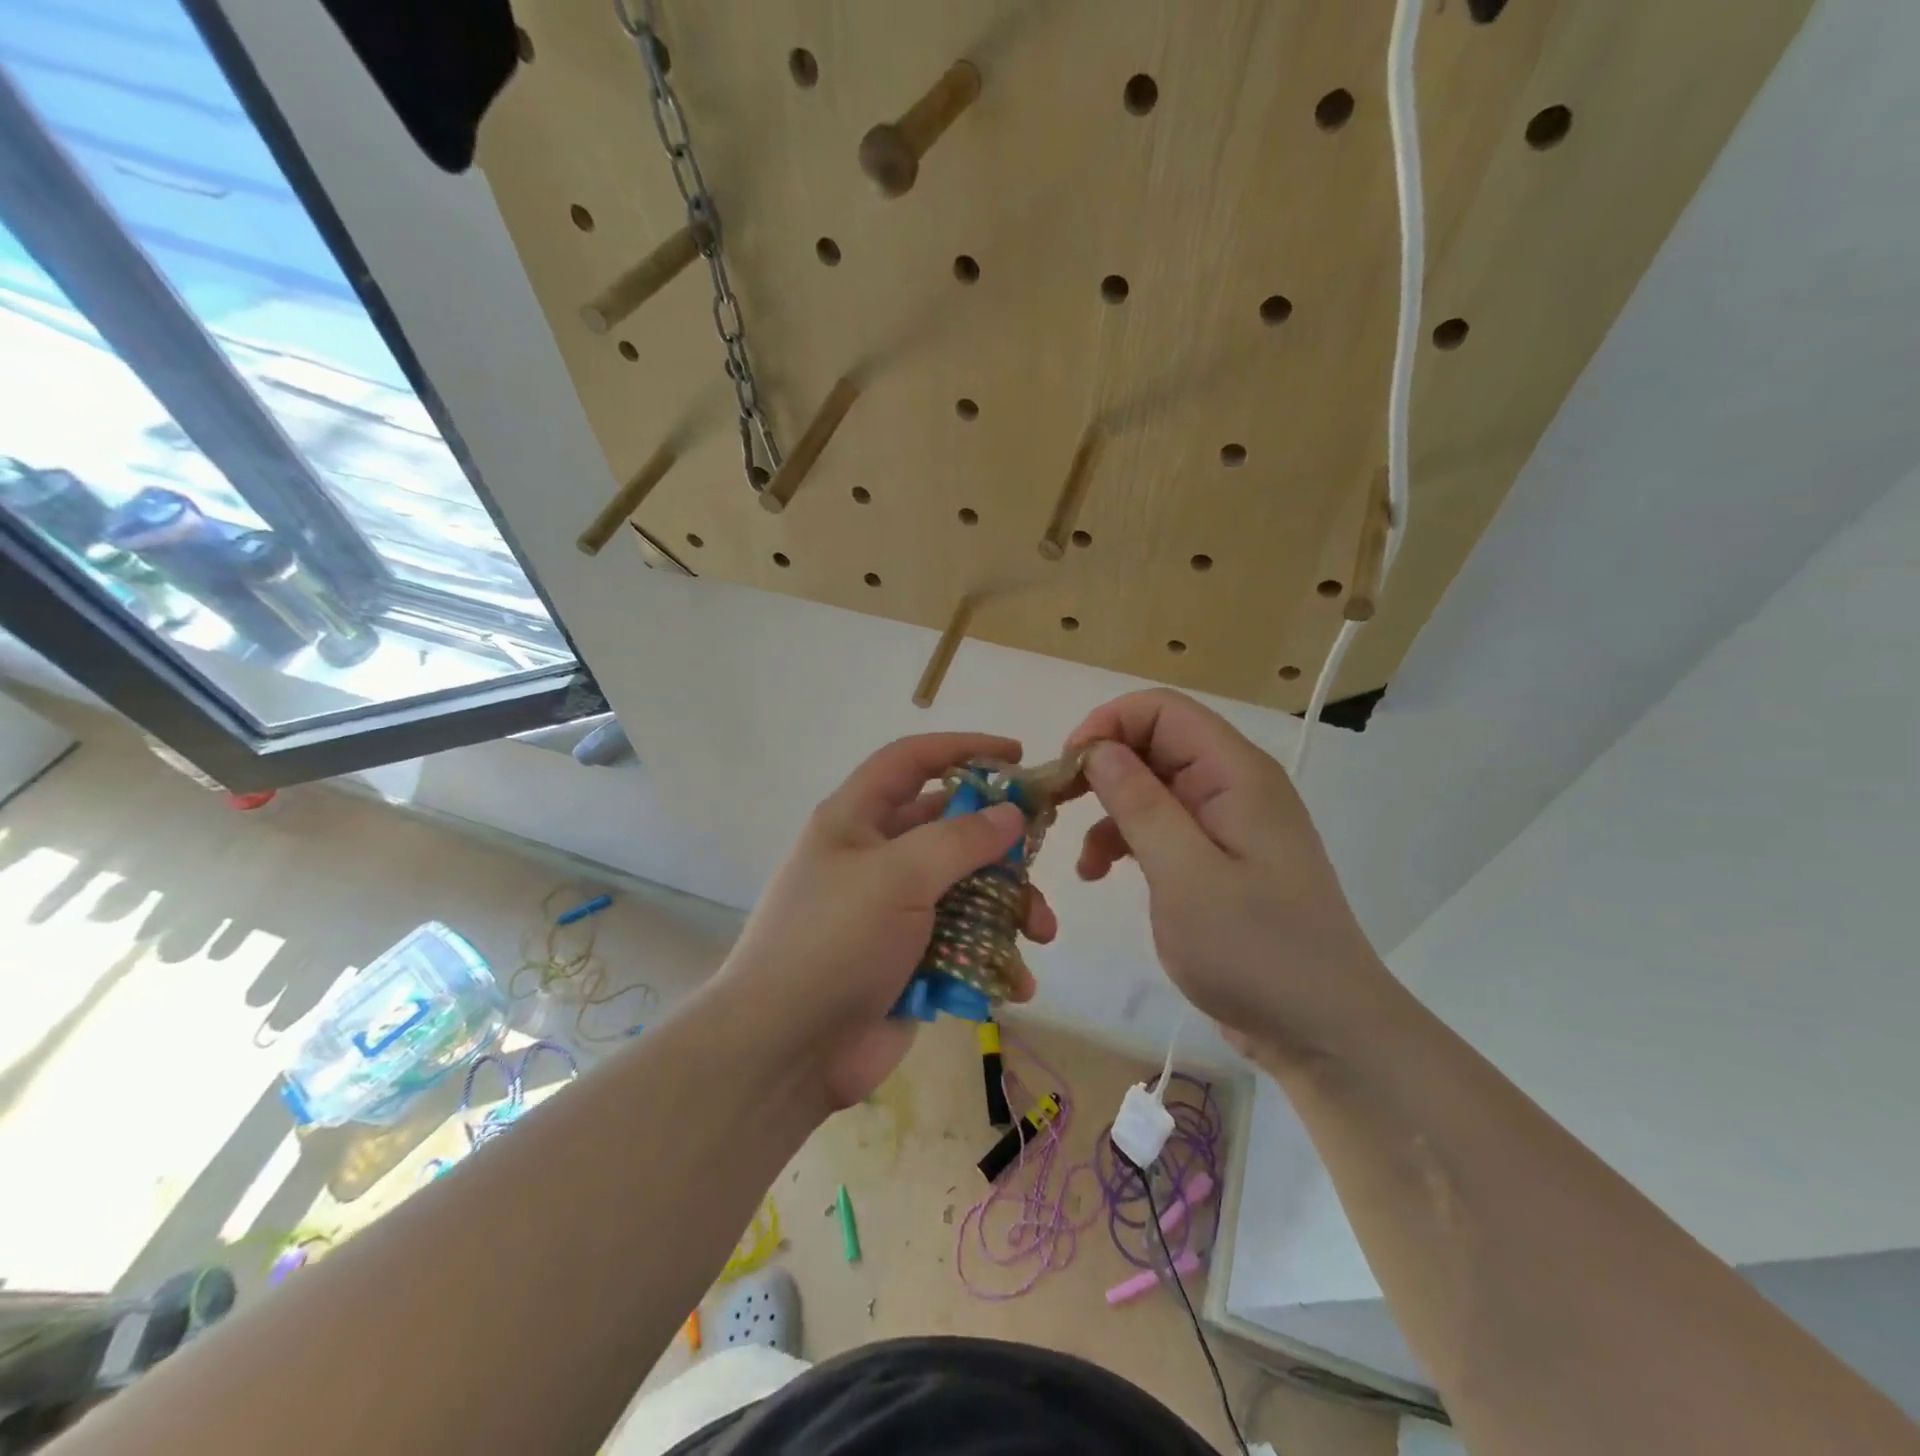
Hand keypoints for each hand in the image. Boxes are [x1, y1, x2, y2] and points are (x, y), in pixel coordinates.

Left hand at [715, 733, 1056, 1109]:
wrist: (785, 1052)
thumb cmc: (834, 942)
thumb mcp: (897, 876)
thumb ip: (960, 840)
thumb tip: (1011, 815)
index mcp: (856, 819)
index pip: (912, 761)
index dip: (963, 749)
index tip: (1017, 755)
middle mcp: (876, 857)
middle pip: (951, 828)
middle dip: (1001, 843)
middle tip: (1042, 855)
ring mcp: (895, 912)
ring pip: (967, 890)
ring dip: (1008, 907)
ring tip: (1041, 932)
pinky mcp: (912, 961)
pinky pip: (964, 944)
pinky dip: (993, 957)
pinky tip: (1015, 982)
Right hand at [1063, 689, 1394, 1064]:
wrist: (1322, 1031)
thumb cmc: (1255, 950)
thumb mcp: (1185, 874)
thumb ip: (1139, 804)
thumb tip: (1097, 748)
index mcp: (1235, 773)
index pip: (1162, 710)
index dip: (1108, 725)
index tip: (1067, 768)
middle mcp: (1233, 785)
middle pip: (1154, 745)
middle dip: (1101, 769)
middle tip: (1057, 808)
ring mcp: (1227, 824)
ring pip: (1152, 787)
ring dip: (1109, 812)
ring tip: (1082, 862)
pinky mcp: (1218, 859)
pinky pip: (1162, 827)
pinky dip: (1127, 842)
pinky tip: (1101, 875)